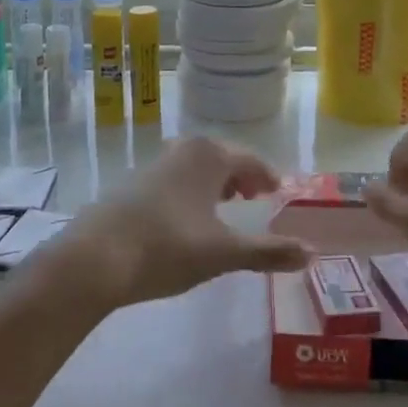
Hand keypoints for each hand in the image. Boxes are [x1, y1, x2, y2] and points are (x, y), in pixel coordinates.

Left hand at [51, 137, 311, 311]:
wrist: (95, 257)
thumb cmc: (167, 247)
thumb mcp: (223, 253)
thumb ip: (267, 252)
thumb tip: (312, 253)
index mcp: (210, 155)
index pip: (250, 159)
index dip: (267, 176)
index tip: (278, 191)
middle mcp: (183, 149)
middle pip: (222, 157)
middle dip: (241, 176)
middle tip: (256, 197)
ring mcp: (155, 163)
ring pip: (196, 166)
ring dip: (215, 182)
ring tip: (225, 205)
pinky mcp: (133, 182)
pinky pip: (176, 178)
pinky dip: (191, 190)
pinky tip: (187, 217)